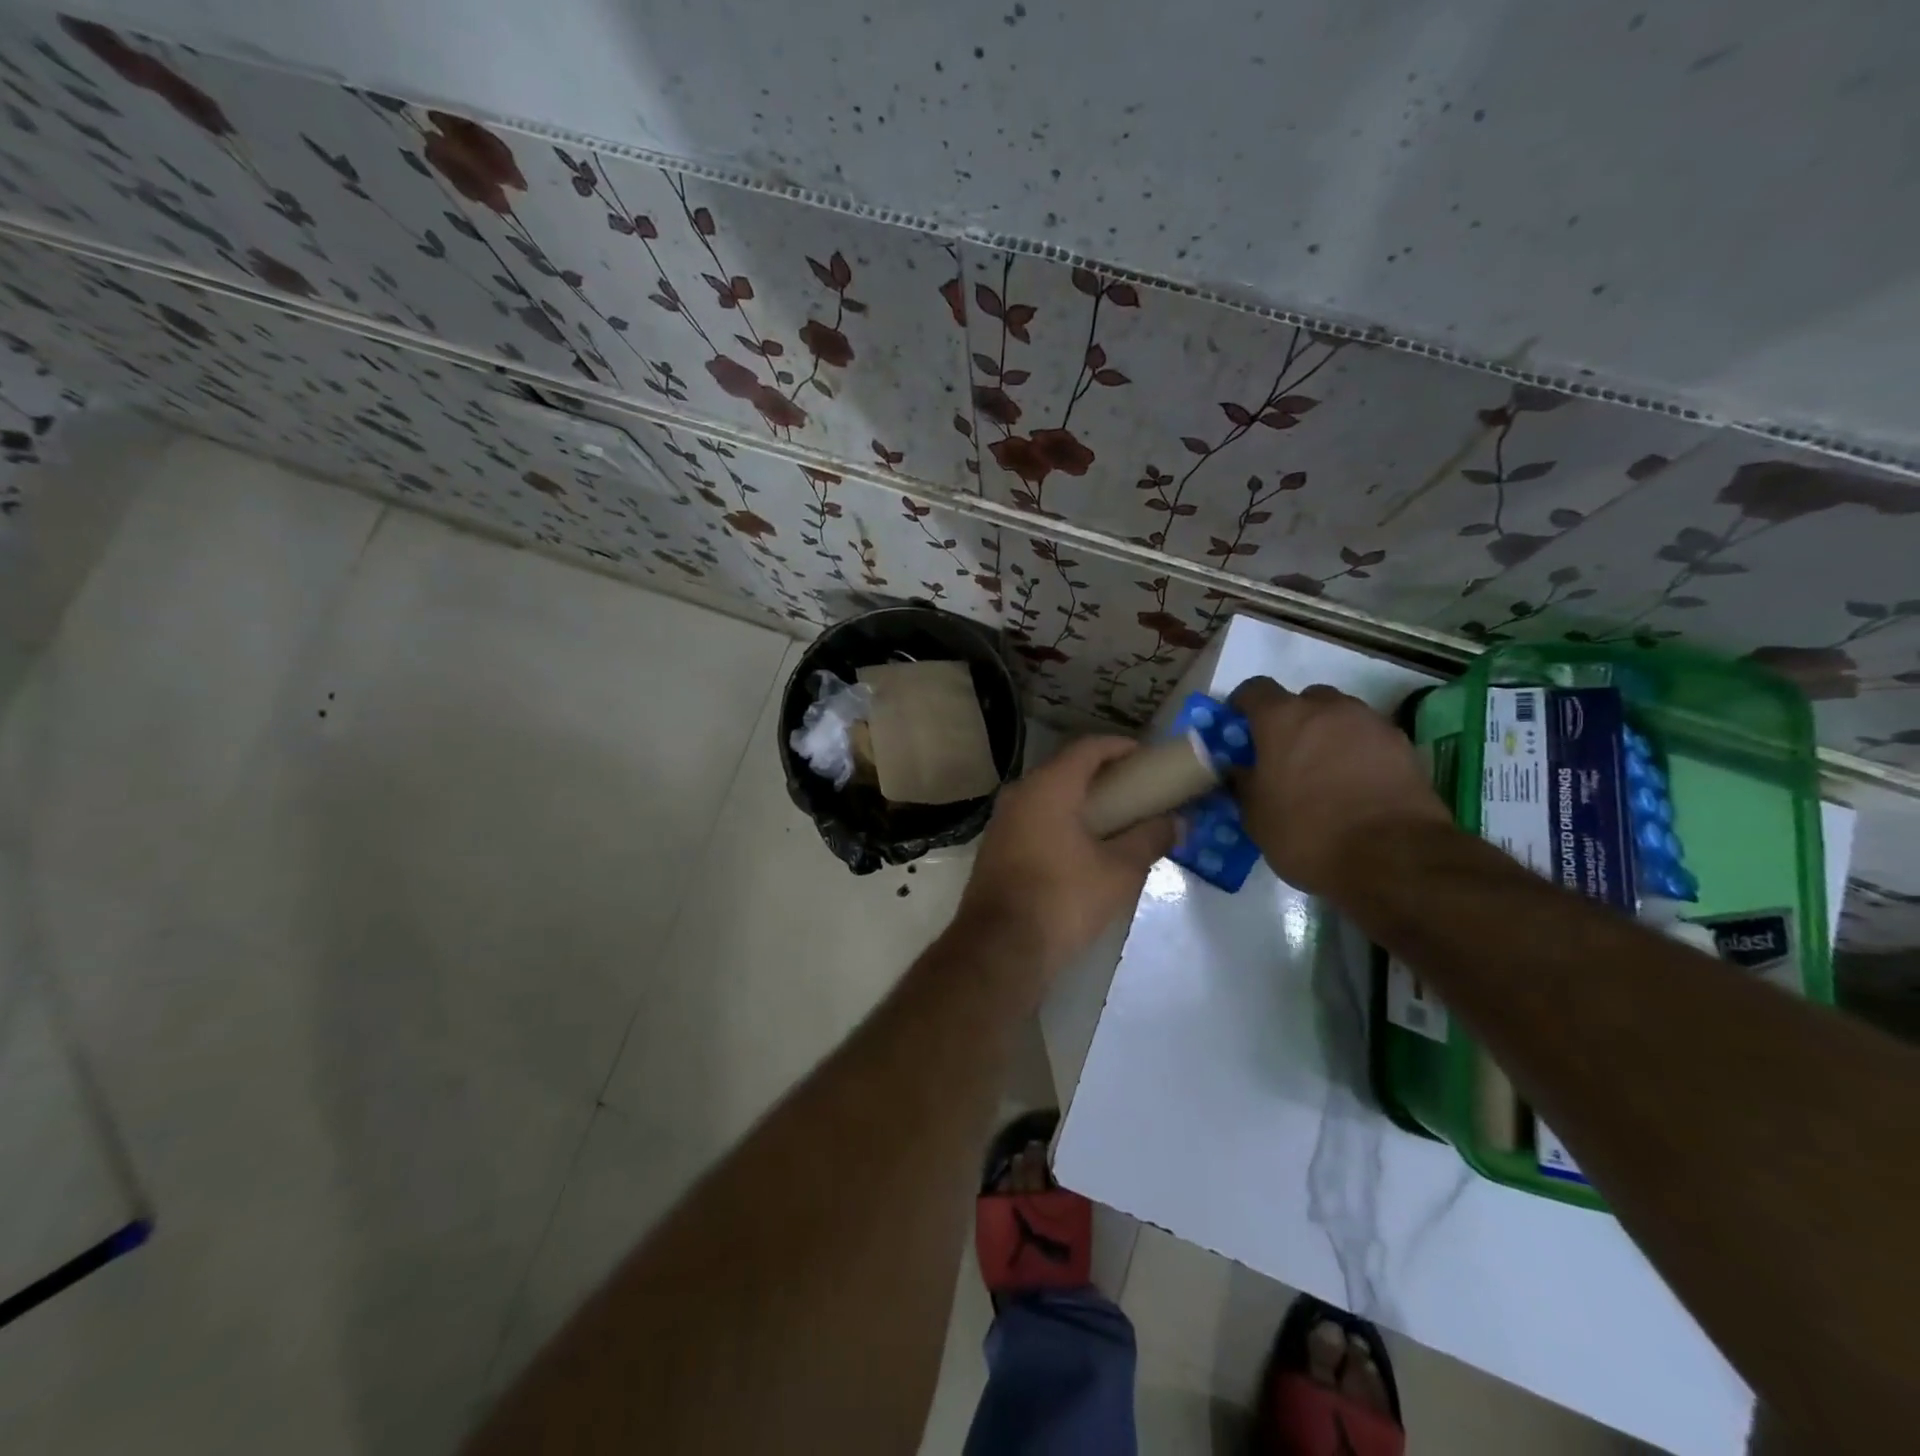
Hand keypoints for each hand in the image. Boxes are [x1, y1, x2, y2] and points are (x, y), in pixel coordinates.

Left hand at [954, 736, 1175, 980]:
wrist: (1000, 947)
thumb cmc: (1064, 899)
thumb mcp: (1119, 871)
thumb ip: (1150, 838)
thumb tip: (1177, 823)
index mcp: (1049, 786)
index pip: (1087, 747)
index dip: (1119, 747)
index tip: (1146, 757)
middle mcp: (1020, 793)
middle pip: (1066, 769)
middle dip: (1102, 775)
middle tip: (1136, 790)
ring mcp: (1003, 820)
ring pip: (1048, 795)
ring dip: (1080, 799)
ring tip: (1115, 818)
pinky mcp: (996, 846)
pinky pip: (1034, 818)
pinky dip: (1061, 819)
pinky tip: (1083, 845)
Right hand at [1228, 677, 1451, 897]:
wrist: (1393, 858)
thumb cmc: (1308, 833)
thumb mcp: (1256, 816)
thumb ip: (1244, 784)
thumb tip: (1239, 771)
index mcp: (1282, 719)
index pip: (1255, 690)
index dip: (1244, 705)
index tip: (1239, 725)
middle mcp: (1327, 709)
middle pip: (1304, 700)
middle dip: (1293, 720)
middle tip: (1286, 754)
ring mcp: (1371, 724)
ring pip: (1341, 717)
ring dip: (1329, 735)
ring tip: (1324, 772)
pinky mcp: (1404, 746)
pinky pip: (1370, 739)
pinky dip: (1359, 753)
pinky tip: (1356, 785)